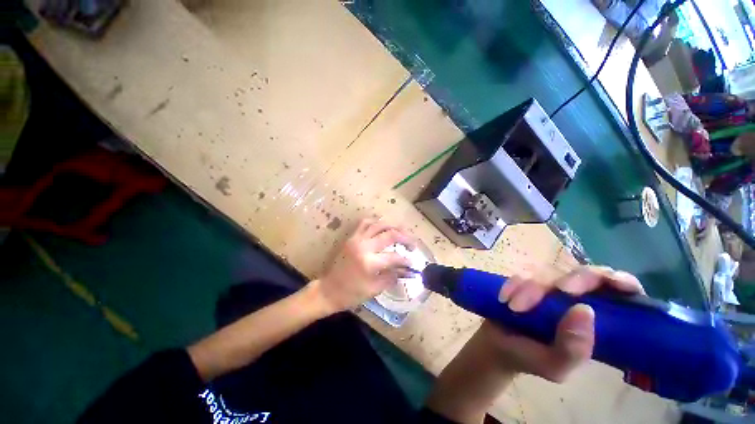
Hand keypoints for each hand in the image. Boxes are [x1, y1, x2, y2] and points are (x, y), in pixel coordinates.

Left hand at [315, 219, 416, 312]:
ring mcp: (356, 239)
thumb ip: (392, 276)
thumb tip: (407, 270)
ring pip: (378, 224)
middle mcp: (364, 246)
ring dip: (393, 226)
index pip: (395, 256)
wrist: (329, 290)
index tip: (413, 263)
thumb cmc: (351, 294)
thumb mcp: (374, 289)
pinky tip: (383, 227)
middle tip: (412, 244)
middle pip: (390, 234)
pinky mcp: (351, 237)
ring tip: (402, 232)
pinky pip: (365, 223)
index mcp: (369, 262)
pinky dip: (376, 222)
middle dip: (405, 238)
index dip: (407, 260)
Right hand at [480, 266, 644, 382]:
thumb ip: (573, 349)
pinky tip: (504, 298)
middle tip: (560, 289)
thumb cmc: (531, 358)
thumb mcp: (554, 365)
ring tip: (514, 308)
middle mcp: (577, 300)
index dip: (621, 281)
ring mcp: (550, 289)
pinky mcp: (527, 282)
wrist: (497, 345)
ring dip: (532, 288)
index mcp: (597, 322)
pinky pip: (523, 274)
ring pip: (550, 274)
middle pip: (587, 274)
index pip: (621, 294)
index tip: (613, 282)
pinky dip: (514, 284)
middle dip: (577, 279)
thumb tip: (584, 310)